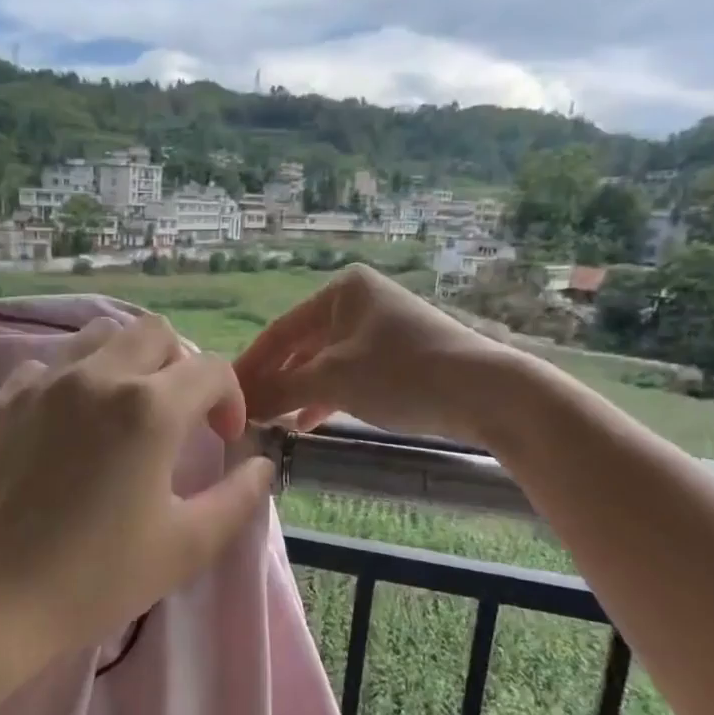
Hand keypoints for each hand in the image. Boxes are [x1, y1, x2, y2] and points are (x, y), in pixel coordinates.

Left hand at [0, 315, 275, 680]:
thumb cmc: (93, 578)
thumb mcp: (185, 546)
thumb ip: (237, 497)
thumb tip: (260, 464)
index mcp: (148, 408)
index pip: (211, 369)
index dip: (230, 399)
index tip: (224, 439)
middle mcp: (96, 377)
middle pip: (155, 332)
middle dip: (181, 365)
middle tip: (180, 416)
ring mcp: (42, 382)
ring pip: (99, 336)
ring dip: (128, 361)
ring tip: (127, 410)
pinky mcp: (3, 400)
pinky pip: (49, 365)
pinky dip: (74, 380)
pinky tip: (70, 425)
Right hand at [235, 265, 518, 441]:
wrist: (485, 392)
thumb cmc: (402, 372)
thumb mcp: (333, 380)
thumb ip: (281, 390)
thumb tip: (240, 406)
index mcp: (342, 291)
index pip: (280, 330)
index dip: (251, 365)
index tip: (227, 395)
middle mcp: (359, 303)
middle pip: (301, 346)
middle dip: (274, 381)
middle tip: (247, 413)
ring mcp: (379, 331)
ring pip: (323, 364)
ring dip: (297, 393)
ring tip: (272, 422)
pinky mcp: (396, 359)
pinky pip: (347, 376)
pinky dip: (325, 398)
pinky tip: (308, 423)